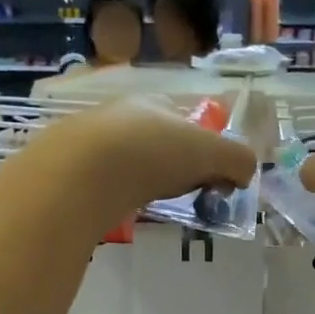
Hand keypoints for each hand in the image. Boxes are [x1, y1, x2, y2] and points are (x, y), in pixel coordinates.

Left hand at [26, 97, 257, 231]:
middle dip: (170, 165)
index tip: (209, 175)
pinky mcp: (68, 171)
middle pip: (154, 140)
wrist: (81, 173)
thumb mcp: (210, 153)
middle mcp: (119, 115)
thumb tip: (246, 173)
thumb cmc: (152, 153)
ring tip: (151, 207)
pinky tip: (120, 211)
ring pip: (125, 162)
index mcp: (153, 102)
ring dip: (141, 182)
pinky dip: (115, 197)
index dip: (201, 144)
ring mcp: (90, 142)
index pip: (183, 118)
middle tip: (184, 195)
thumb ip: (237, 160)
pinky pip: (102, 184)